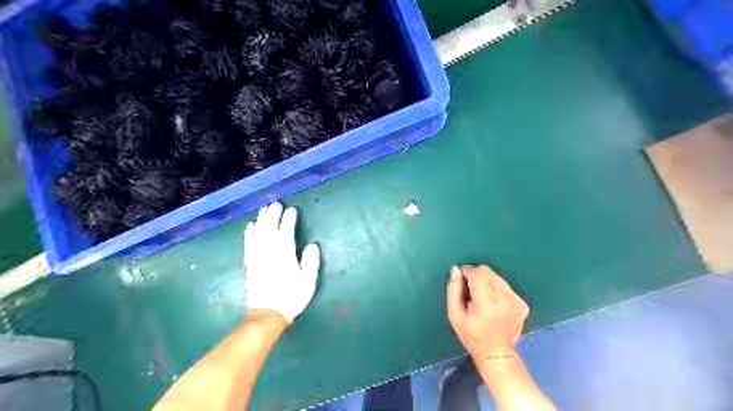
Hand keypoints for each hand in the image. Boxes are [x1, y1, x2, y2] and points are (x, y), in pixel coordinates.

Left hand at [245, 202, 318, 324]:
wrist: (267, 314)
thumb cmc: (291, 298)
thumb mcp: (308, 283)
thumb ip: (310, 263)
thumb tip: (312, 245)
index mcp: (285, 256)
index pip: (286, 232)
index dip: (288, 219)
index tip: (292, 210)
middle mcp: (269, 253)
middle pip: (270, 228)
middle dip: (273, 214)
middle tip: (276, 203)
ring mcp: (257, 257)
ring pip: (258, 233)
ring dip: (261, 219)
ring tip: (264, 209)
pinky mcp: (249, 263)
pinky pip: (248, 244)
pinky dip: (249, 233)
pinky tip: (250, 225)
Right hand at [444, 266, 530, 359]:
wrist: (496, 354)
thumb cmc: (471, 335)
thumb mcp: (454, 315)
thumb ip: (453, 290)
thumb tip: (456, 270)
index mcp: (487, 304)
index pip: (477, 274)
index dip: (466, 272)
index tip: (461, 279)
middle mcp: (505, 300)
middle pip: (488, 272)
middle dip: (476, 276)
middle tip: (470, 290)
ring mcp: (516, 302)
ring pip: (497, 277)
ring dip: (486, 282)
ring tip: (481, 297)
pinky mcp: (522, 304)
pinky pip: (505, 286)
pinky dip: (497, 289)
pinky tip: (493, 302)